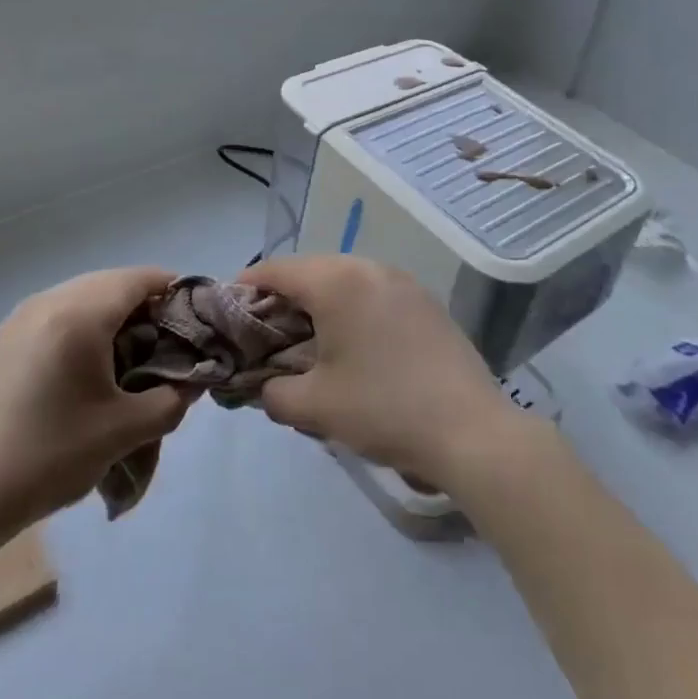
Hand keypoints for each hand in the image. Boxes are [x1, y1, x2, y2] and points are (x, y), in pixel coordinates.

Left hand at [0, 267, 192, 533]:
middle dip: (145, 305)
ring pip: (84, 295)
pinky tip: (91, 366)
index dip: (174, 291)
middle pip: (112, 282)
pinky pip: (59, 312)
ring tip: (132, 356)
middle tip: (167, 343)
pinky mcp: (6, 338)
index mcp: (79, 314)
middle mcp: (49, 301)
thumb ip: (171, 401)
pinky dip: (85, 325)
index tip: (196, 321)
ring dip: (114, 314)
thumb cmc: (49, 456)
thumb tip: (192, 382)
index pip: (139, 278)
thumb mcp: (124, 432)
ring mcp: (21, 317)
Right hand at [245, 255, 524, 492]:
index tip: (226, 312)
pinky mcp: (425, 301)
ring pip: (344, 279)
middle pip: (310, 270)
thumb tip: (263, 386)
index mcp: (337, 281)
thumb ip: (273, 392)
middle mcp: (369, 268)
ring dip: (318, 302)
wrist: (471, 430)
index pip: (276, 270)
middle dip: (282, 297)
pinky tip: (352, 344)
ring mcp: (403, 281)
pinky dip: (351, 308)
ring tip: (306, 340)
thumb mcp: (315, 407)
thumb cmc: (384, 409)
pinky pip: (373, 292)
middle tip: (263, 333)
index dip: (245, 287)